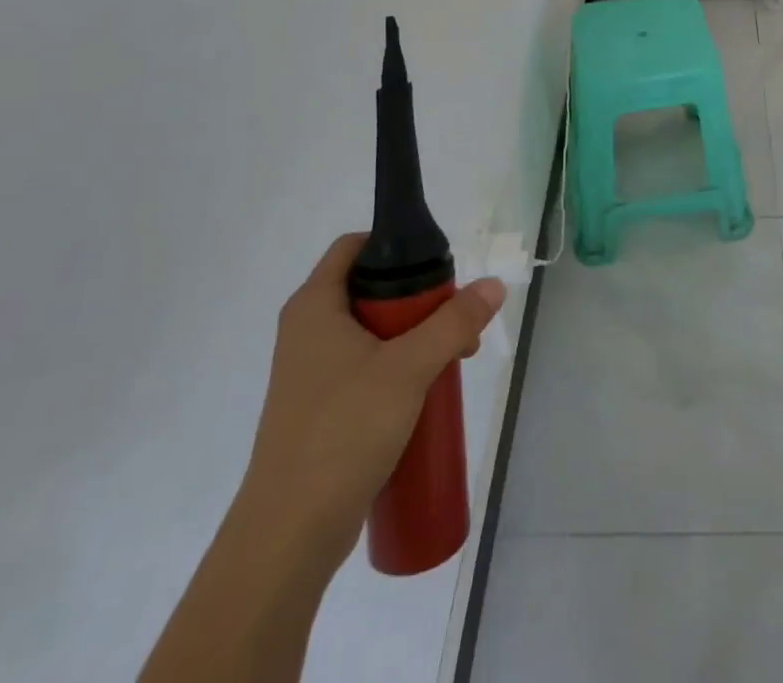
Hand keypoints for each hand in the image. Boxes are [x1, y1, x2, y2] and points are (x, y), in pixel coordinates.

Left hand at [234, 234, 506, 574]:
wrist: (288, 536)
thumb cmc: (342, 432)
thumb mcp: (408, 368)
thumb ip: (453, 323)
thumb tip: (493, 285)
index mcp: (314, 306)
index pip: (354, 247)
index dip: (396, 245)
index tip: (437, 266)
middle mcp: (308, 331)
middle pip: (371, 289)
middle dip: (420, 299)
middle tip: (457, 319)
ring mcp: (312, 372)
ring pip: (373, 331)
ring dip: (416, 337)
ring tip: (454, 358)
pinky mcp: (321, 408)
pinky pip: (367, 367)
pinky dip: (399, 367)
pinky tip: (428, 391)